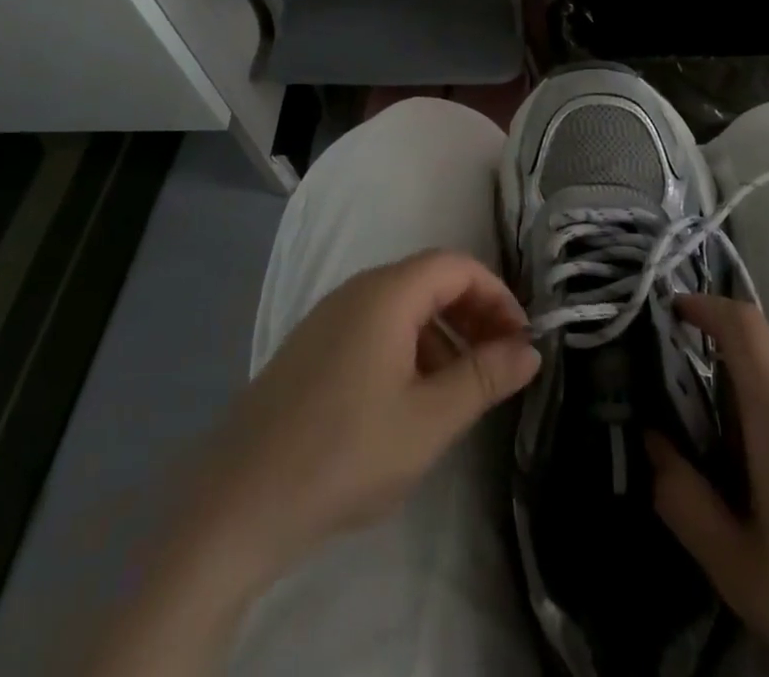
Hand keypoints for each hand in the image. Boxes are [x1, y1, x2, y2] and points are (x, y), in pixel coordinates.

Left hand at [201, 247, 540, 566]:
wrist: (238, 501)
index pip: (456, 266)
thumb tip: (529, 349)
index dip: (496, 294)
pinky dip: (410, 347)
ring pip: (403, 306)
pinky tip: (412, 399)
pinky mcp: (313, 347)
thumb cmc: (345, 453)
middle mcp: (357, 290)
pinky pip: (375, 327)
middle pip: (430, 280)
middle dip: (473, 313)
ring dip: (443, 334)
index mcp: (387, 293)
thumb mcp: (428, 420)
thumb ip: (484, 377)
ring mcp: (330, 317)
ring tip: (462, 388)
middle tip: (500, 362)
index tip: (520, 339)